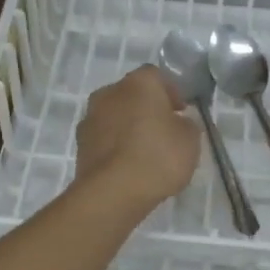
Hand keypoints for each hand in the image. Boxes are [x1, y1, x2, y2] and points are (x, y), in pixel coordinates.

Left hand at [74, 65, 200, 215]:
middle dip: (147, 108)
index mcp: (138, 83)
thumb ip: (186, 125)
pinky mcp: (80, 143)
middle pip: (132, 94)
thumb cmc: (157, 157)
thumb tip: (178, 123)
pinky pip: (104, 137)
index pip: (157, 76)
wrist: (112, 192)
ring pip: (116, 115)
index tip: (181, 112)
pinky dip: (115, 145)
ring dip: (129, 126)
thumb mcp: (190, 140)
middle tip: (164, 130)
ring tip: (145, 152)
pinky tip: (128, 165)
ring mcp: (90, 117)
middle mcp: (110, 92)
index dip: (171, 92)